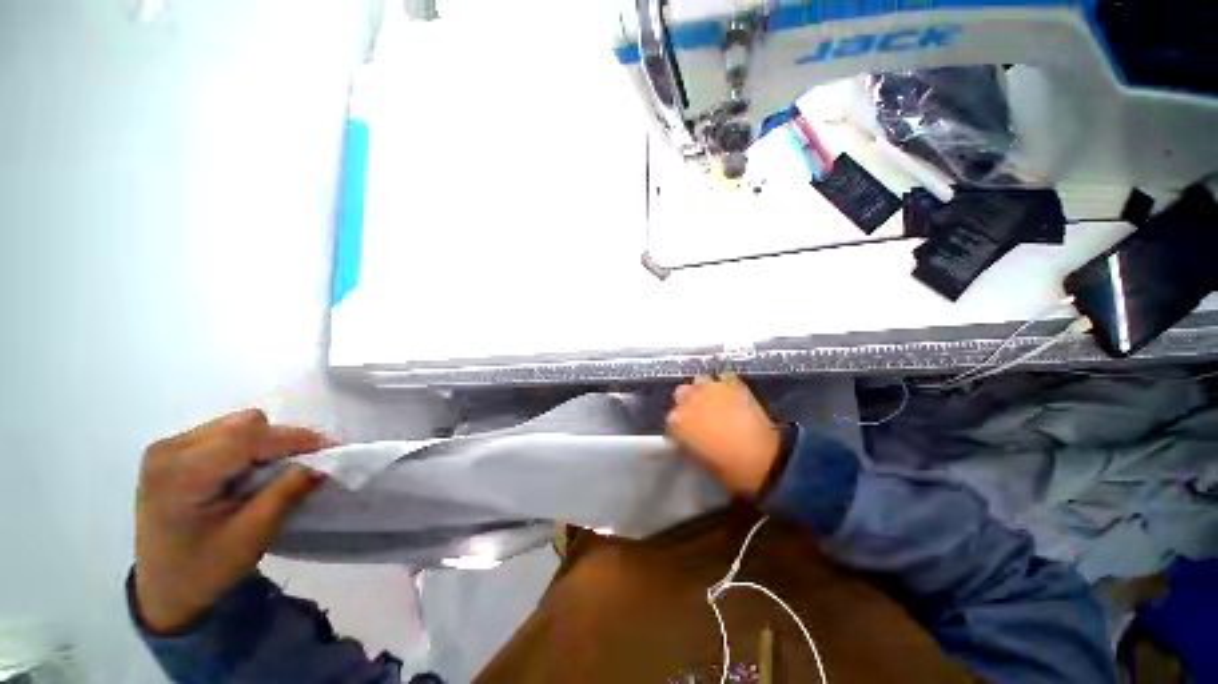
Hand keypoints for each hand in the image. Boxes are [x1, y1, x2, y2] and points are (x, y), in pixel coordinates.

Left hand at [134, 408, 329, 633]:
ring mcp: (168, 448)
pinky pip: (226, 433)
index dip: (293, 438)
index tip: (330, 449)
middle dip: (280, 441)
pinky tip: (249, 473)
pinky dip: (249, 448)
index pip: (248, 435)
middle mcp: (170, 450)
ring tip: (273, 473)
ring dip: (265, 444)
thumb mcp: (251, 535)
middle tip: (301, 466)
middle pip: (244, 424)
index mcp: (180, 472)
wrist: (163, 590)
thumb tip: (322, 464)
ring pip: (237, 424)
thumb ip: (286, 493)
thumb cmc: (204, 569)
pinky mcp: (173, 452)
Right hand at [665, 375, 781, 496]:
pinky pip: (722, 379)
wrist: (763, 459)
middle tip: (700, 417)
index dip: (680, 426)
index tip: (688, 433)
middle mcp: (689, 399)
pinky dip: (723, 386)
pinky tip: (730, 397)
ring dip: (703, 391)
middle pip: (681, 394)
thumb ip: (687, 440)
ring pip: (699, 381)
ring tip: (714, 403)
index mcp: (677, 421)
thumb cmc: (727, 468)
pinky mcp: (732, 383)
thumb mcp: (698, 458)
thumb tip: (689, 435)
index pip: (671, 419)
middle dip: (687, 403)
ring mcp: (711, 388)